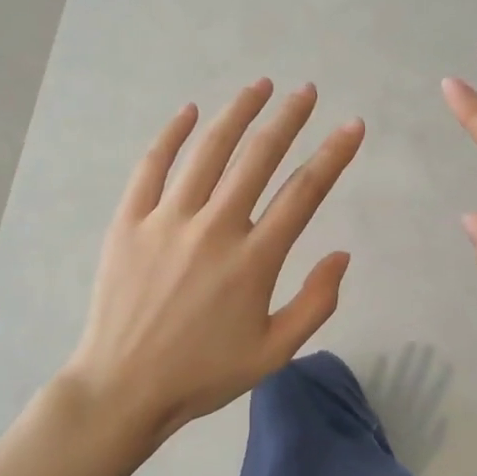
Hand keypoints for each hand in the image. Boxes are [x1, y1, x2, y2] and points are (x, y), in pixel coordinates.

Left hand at [66, 79, 364, 446]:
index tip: (352, 126)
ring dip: (238, 113)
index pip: (304, 193)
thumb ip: (316, 302)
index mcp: (254, 260)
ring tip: (260, 86)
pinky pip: (152, 166)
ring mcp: (167, 220)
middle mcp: (215, 228)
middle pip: (258, 158)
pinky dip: (172, 134)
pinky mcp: (130, 222)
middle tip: (306, 91)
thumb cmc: (204, 374)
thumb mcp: (274, 352)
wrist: (124, 388)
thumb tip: (342, 254)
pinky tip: (190, 111)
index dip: (333, 155)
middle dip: (288, 119)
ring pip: (209, 151)